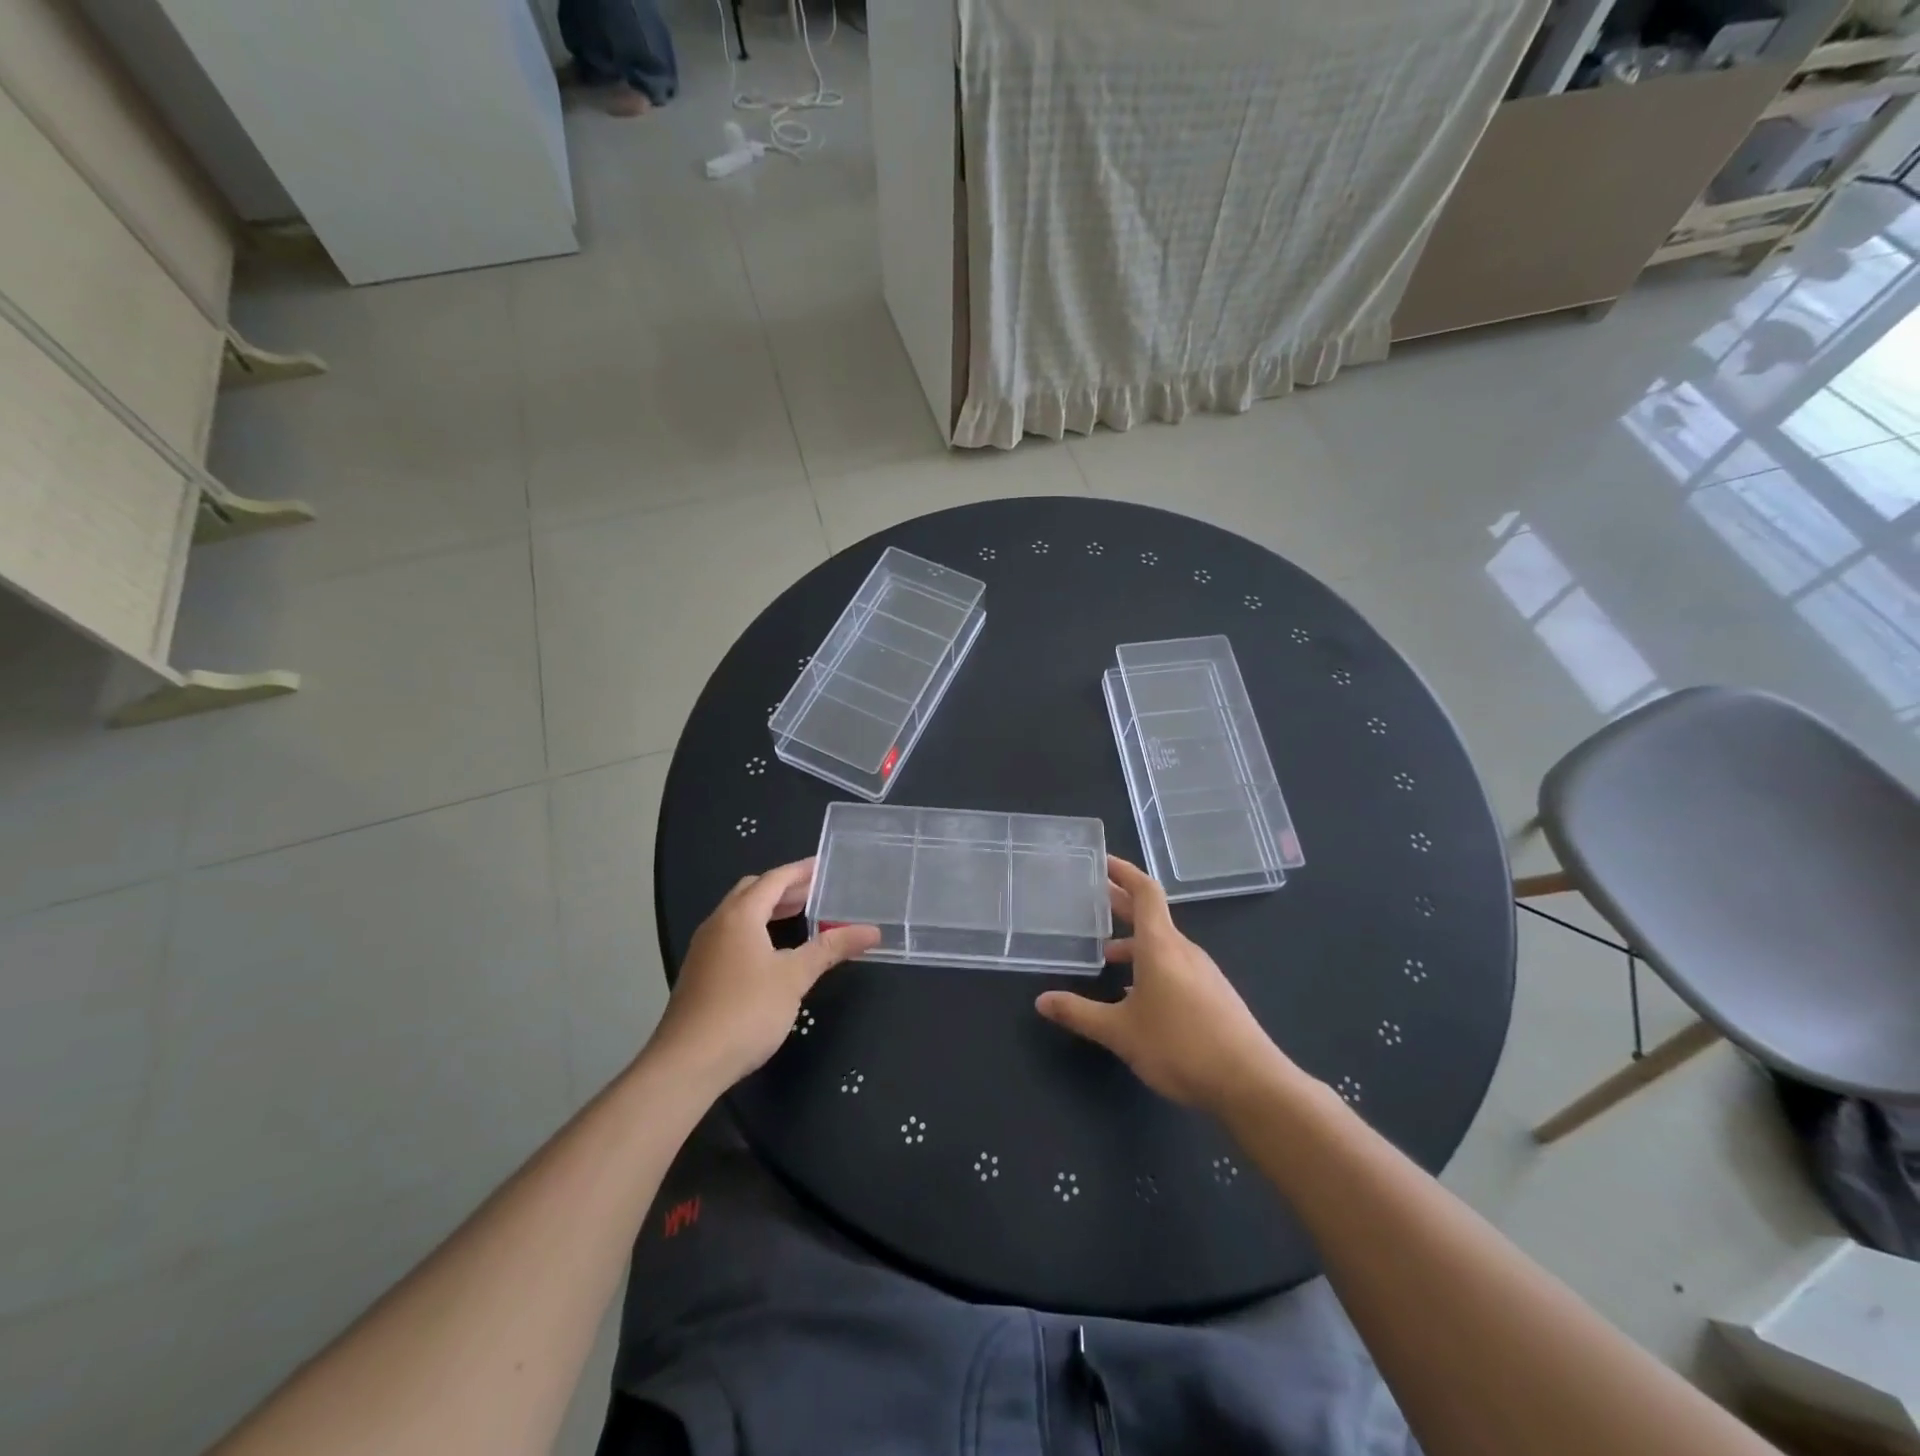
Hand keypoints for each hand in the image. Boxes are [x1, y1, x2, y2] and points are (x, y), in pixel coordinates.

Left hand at [649, 860, 880, 1088]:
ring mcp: (705, 949)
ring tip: (801, 917)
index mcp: (740, 916)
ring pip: (739, 915)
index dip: (800, 871)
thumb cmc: (746, 1011)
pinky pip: (732, 936)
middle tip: (816, 892)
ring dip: (769, 910)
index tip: (824, 866)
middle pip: (752, 892)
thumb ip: (831, 949)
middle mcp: (718, 924)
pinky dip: (757, 930)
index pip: (773, 880)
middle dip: (784, 889)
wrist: (688, 1063)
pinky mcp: (700, 973)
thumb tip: (871, 931)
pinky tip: (773, 952)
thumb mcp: (795, 977)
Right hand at [1035, 855, 1290, 1114]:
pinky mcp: (1214, 994)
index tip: (1102, 861)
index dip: (1124, 872)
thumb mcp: (1120, 1032)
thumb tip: (1041, 1001)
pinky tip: (1137, 995)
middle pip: (1151, 915)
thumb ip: (1079, 1013)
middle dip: (1121, 904)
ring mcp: (1203, 972)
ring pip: (1163, 944)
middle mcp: (1184, 950)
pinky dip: (1151, 965)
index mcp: (1161, 945)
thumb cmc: (1180, 1046)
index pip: (1144, 892)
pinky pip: (1176, 965)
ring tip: (1106, 955)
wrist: (1251, 1083)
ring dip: (1134, 942)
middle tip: (1092, 899)